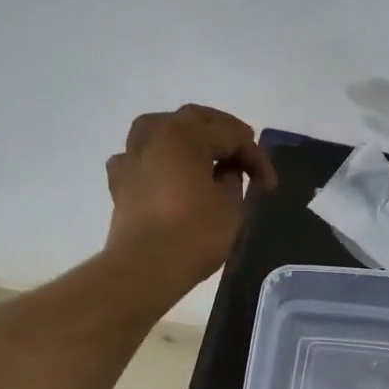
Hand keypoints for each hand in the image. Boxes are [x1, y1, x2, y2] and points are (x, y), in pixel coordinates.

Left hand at [105, 105, 277, 289]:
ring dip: (187, 137)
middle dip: (225, 135)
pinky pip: (141, 156)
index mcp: (186, 133)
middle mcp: (155, 133)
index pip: (232, 134)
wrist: (145, 268)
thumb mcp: (232, 205)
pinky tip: (167, 173)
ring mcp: (131, 155)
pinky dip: (158, 159)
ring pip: (162, 129)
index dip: (256, 157)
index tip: (269, 186)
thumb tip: (225, 171)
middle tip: (245, 158)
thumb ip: (234, 178)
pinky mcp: (119, 180)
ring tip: (204, 156)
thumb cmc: (194, 234)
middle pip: (196, 119)